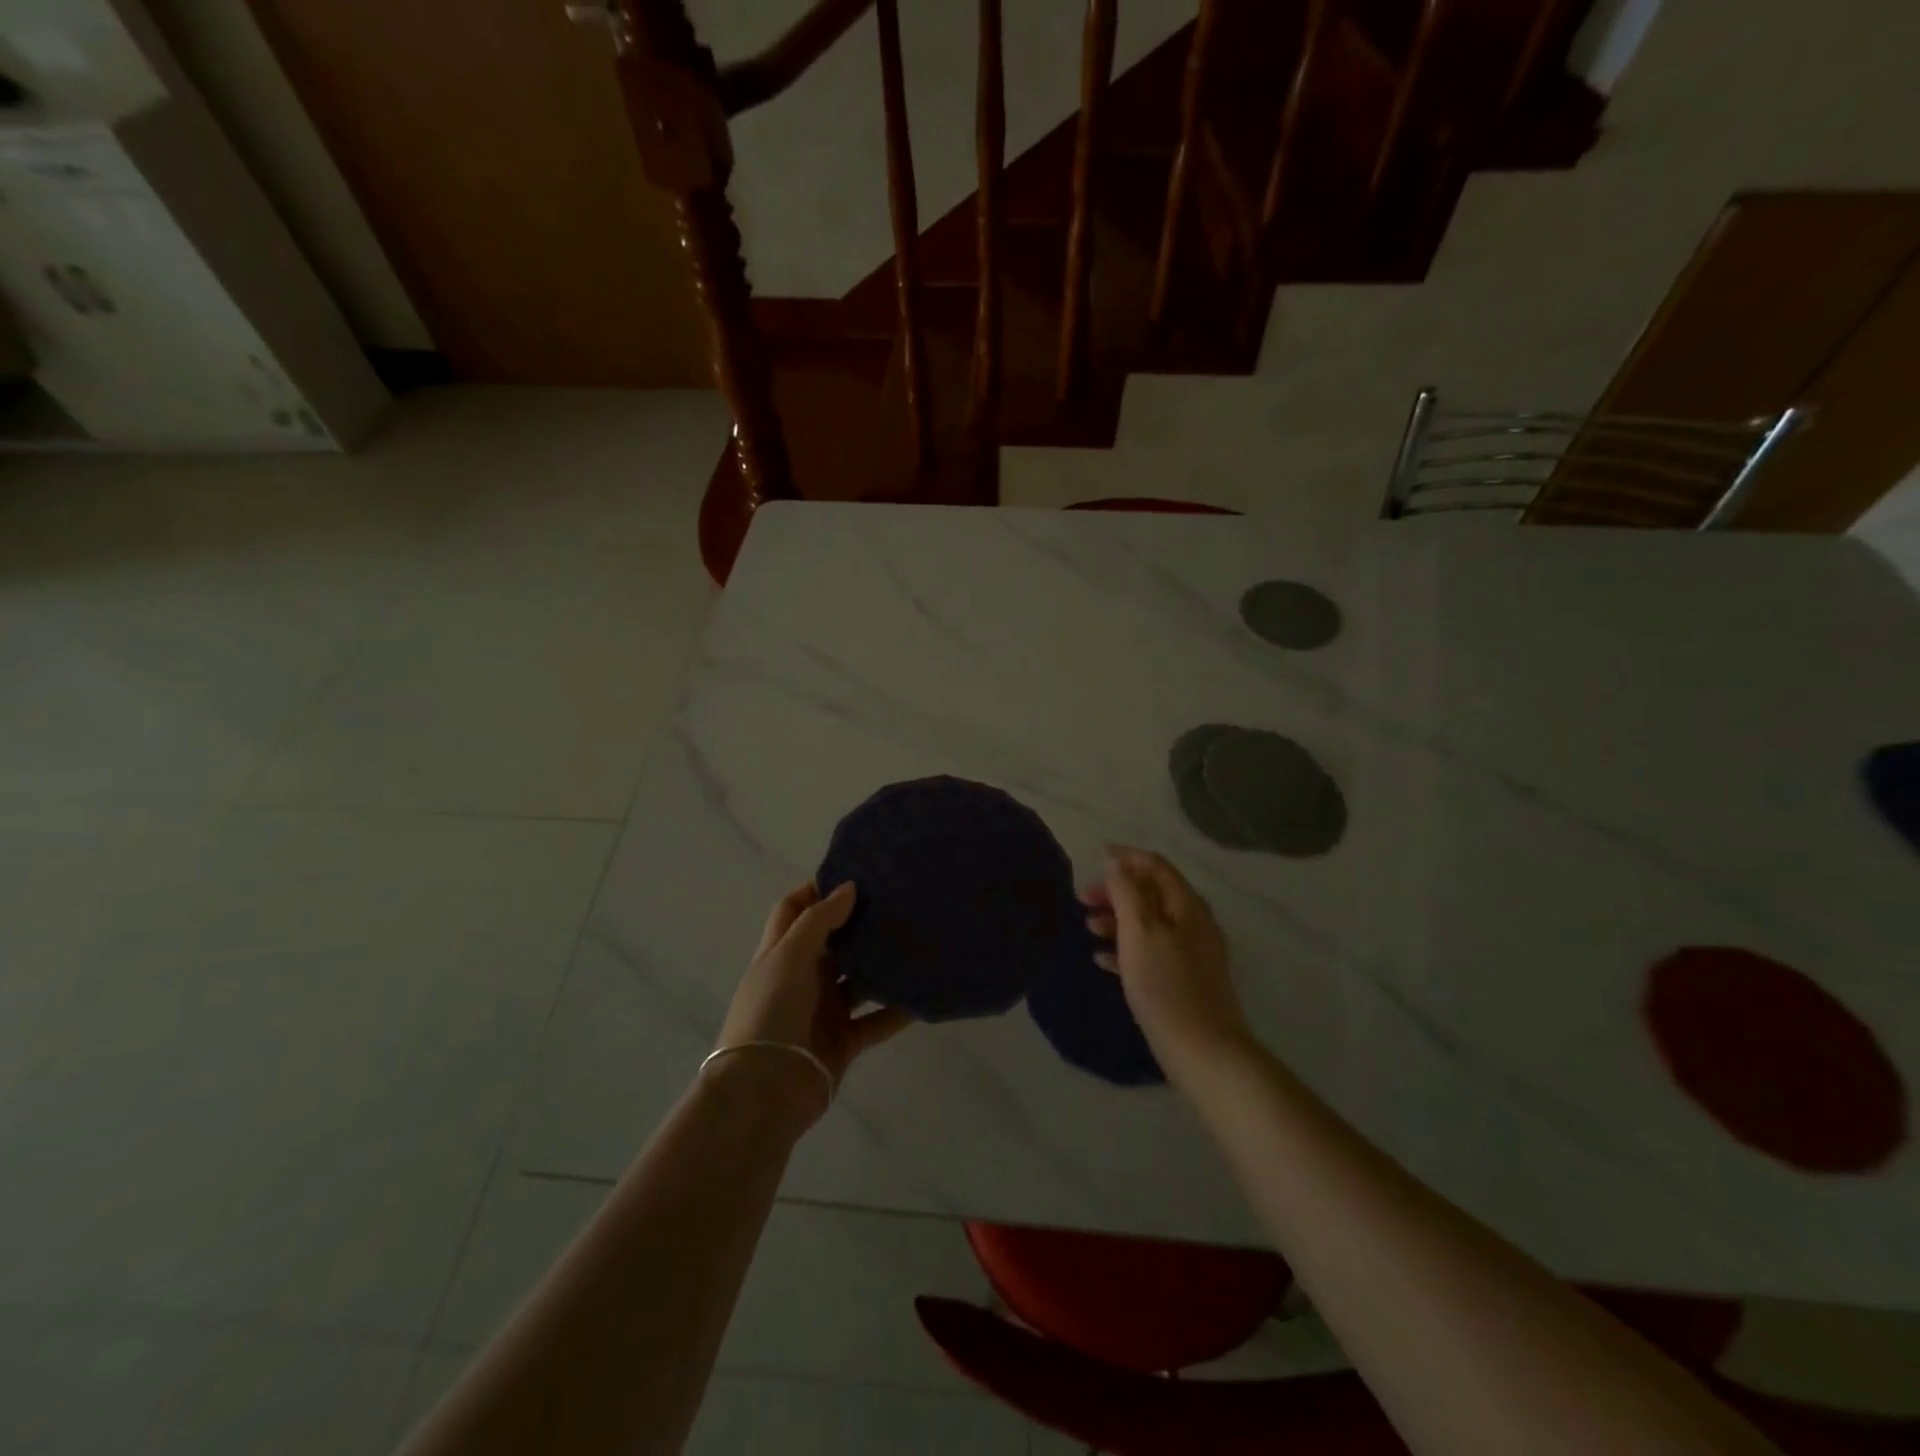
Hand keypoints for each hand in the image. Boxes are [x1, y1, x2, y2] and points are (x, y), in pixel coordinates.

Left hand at [713, 882, 912, 1129]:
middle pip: (832, 942)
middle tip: (896, 903)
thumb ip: (819, 921)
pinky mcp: (843, 1041)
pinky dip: (896, 1010)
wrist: (764, 1090)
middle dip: (858, 924)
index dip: (816, 890)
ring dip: (882, 967)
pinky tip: (922, 996)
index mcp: (781, 952)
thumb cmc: (771, 1011)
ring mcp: (822, 1011)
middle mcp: (802, 977)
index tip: (854, 876)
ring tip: (917, 943)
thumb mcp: (789, 956)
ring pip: (858, 980)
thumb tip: (848, 888)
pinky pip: (876, 1021)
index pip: (794, 909)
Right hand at [1082, 846, 1252, 1070]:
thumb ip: (1126, 892)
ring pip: (1150, 923)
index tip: (1096, 854)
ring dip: (1118, 920)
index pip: (1156, 867)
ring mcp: (1192, 952)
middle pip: (1151, 894)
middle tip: (1082, 899)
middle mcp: (1194, 922)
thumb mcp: (1139, 932)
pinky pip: (1152, 951)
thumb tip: (1116, 861)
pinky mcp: (1185, 979)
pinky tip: (1102, 959)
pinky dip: (1126, 948)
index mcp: (1187, 905)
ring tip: (1088, 928)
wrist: (1203, 1051)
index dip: (1126, 857)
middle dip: (1116, 891)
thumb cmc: (1165, 986)